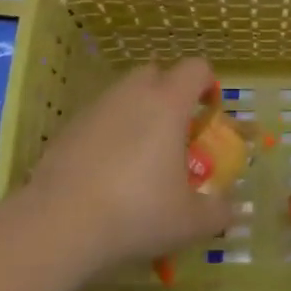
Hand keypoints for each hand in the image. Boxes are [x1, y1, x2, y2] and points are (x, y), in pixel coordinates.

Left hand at [25, 58, 233, 277]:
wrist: (60, 222)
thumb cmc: (136, 211)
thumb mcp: (188, 222)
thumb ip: (217, 212)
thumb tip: (230, 210)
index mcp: (168, 102)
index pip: (196, 68)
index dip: (207, 85)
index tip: (208, 114)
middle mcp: (134, 92)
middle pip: (156, 72)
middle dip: (168, 94)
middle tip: (173, 133)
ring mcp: (98, 106)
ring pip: (125, 94)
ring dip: (137, 112)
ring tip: (139, 155)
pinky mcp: (69, 125)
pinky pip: (99, 117)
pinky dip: (108, 132)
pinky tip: (106, 171)